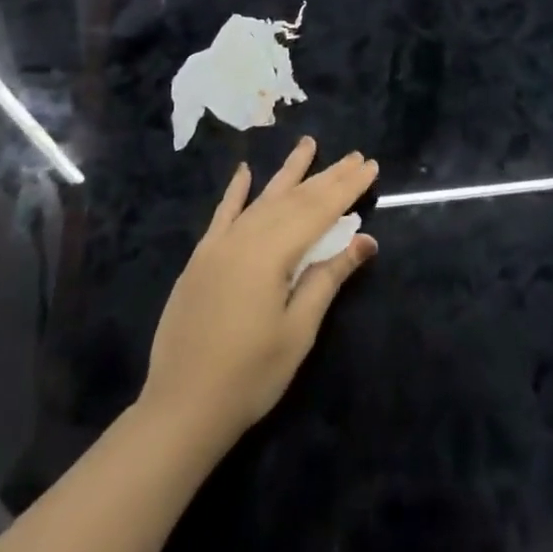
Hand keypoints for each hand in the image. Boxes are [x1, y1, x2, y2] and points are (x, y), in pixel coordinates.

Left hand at [142, 137, 377, 449]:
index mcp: (272, 253)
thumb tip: (365, 240)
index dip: (346, 188)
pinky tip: (245, 171)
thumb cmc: (250, 375)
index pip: (318, 210)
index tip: (370, 166)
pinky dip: (236, 191)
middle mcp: (245, 237)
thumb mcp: (298, 330)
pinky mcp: (201, 258)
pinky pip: (223, 214)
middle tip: (354, 156)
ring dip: (288, 172)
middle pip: (294, 199)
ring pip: (263, 199)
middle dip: (327, 176)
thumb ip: (328, 278)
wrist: (181, 407)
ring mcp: (220, 245)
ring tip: (309, 144)